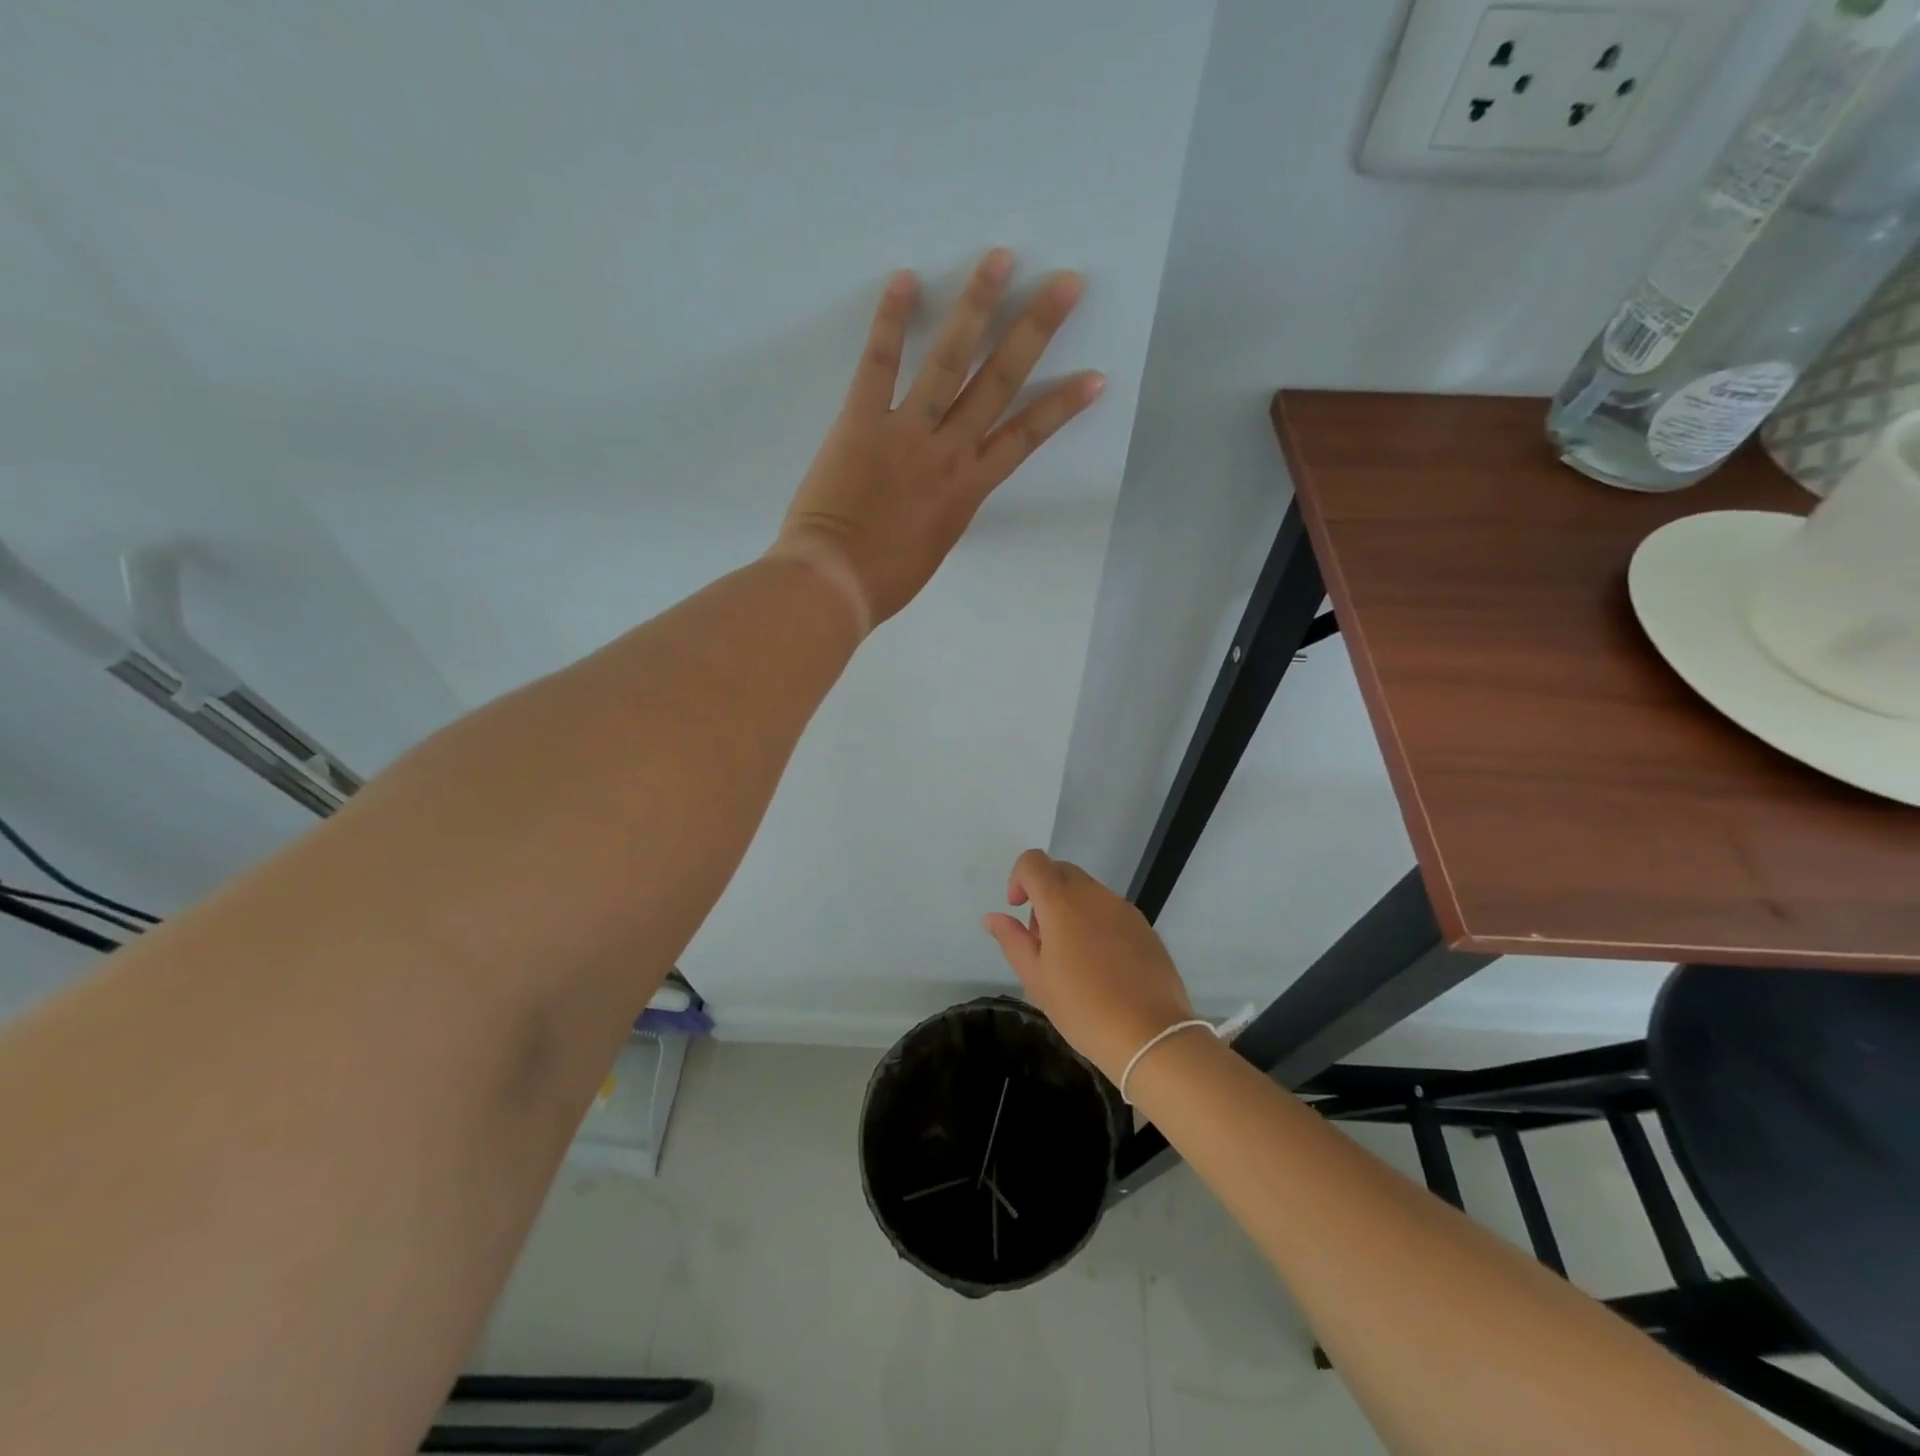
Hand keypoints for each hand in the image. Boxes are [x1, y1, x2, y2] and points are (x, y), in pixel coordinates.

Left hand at [769, 249, 1103, 632]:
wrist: (834, 585)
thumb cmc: (884, 581)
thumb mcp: (933, 546)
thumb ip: (946, 508)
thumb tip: (944, 488)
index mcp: (968, 489)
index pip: (1026, 438)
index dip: (1062, 406)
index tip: (1095, 376)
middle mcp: (948, 452)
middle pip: (1000, 383)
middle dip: (1036, 331)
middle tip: (1065, 283)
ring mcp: (906, 433)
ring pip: (950, 361)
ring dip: (977, 307)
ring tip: (1000, 259)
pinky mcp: (861, 422)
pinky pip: (879, 364)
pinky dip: (890, 321)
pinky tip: (905, 279)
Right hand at [983, 848, 1196, 1083]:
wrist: (1150, 1035)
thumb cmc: (1083, 1008)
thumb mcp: (1036, 979)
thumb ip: (1012, 940)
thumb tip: (993, 917)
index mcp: (1062, 902)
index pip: (1033, 862)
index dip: (1018, 878)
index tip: (1018, 910)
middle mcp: (1094, 895)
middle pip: (1061, 872)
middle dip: (1044, 894)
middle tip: (1042, 940)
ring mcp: (1123, 908)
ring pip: (1087, 891)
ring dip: (1070, 909)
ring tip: (1072, 958)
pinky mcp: (1144, 926)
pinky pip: (1110, 910)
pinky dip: (1096, 923)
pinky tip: (1101, 966)